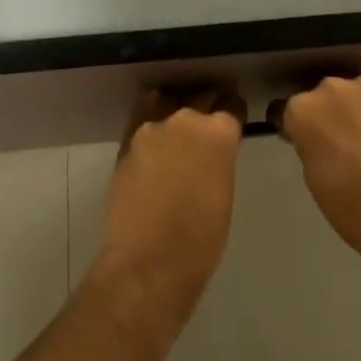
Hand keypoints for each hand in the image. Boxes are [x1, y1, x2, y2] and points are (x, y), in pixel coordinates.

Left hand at [92, 87, 244, 323]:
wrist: (149, 262)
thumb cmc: (201, 239)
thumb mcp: (224, 191)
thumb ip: (219, 158)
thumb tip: (212, 151)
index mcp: (218, 132)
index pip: (231, 105)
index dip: (233, 112)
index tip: (233, 120)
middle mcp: (185, 119)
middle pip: (200, 97)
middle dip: (207, 107)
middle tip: (208, 126)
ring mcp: (151, 127)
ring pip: (168, 102)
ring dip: (176, 110)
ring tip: (179, 129)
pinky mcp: (126, 141)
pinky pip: (142, 117)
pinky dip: (152, 122)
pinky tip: (155, 138)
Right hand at [276, 76, 360, 285]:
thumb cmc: (350, 205)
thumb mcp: (313, 176)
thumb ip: (309, 144)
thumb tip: (317, 136)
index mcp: (302, 110)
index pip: (287, 111)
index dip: (296, 128)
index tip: (304, 143)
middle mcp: (330, 88)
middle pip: (321, 96)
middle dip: (327, 114)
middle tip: (339, 142)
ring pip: (353, 93)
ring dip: (354, 108)